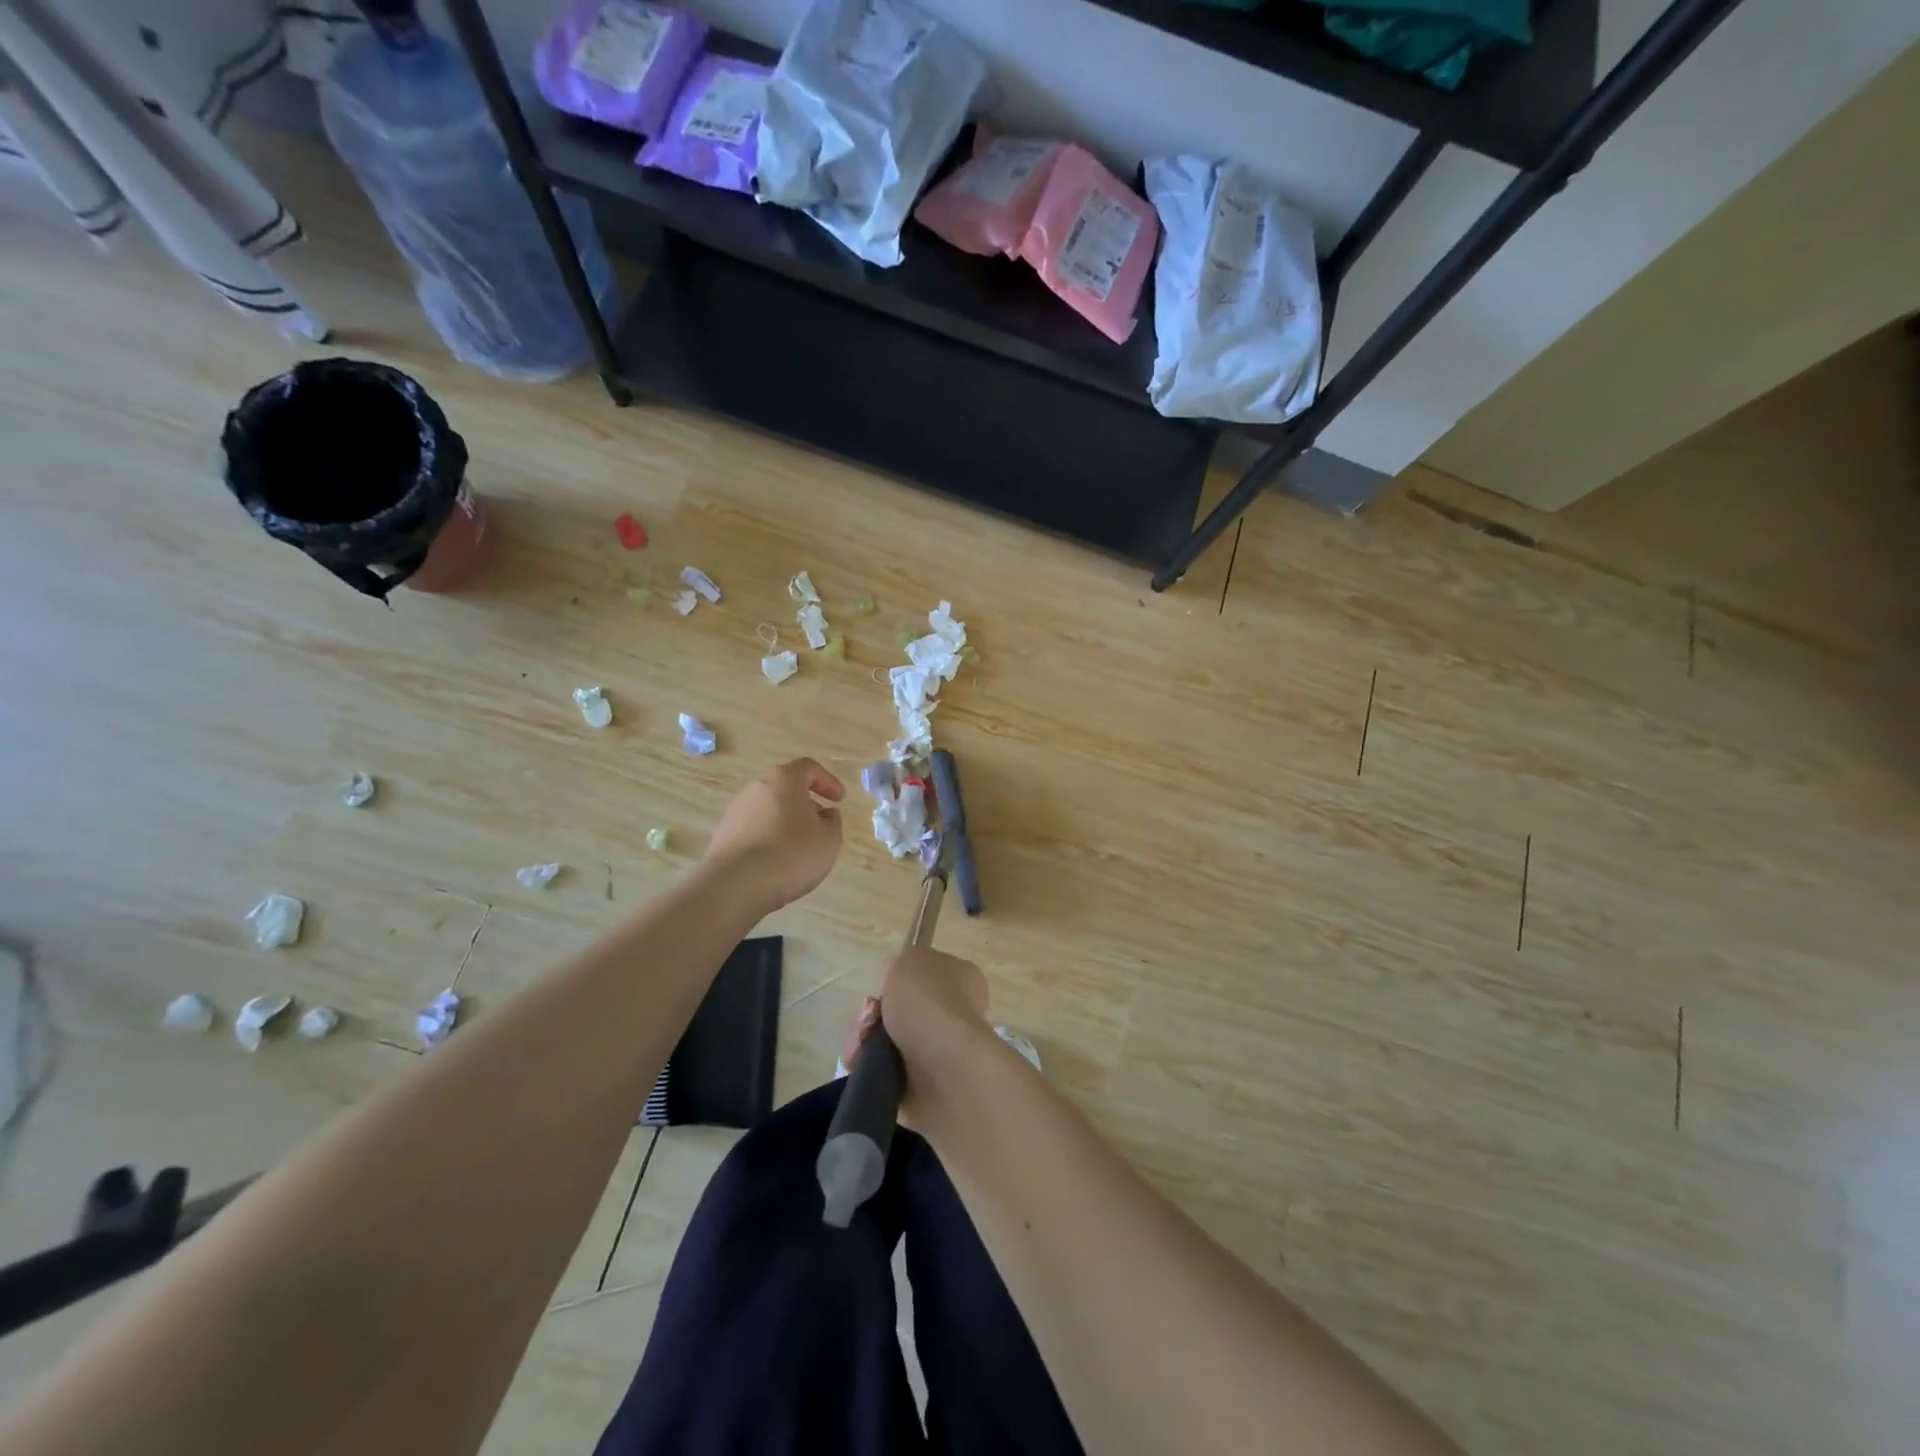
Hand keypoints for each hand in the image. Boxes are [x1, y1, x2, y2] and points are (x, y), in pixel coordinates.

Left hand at [705, 759, 844, 912]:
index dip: (828, 781)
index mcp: (784, 780)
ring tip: (798, 847)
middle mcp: (756, 788)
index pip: (808, 768)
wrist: (736, 885)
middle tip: (820, 824)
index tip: (839, 800)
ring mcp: (735, 811)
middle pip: (786, 788)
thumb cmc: (791, 855)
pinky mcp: (723, 834)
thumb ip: (833, 822)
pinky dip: (768, 838)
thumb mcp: (829, 840)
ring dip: (786, 822)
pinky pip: (753, 829)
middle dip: (806, 803)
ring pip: (768, 809)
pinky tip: (776, 861)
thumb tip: (825, 814)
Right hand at [842, 947, 993, 1123]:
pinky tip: (864, 1062)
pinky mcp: (921, 1085)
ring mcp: (939, 1051)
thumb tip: (894, 977)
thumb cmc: (929, 1002)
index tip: (885, 984)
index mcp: (961, 978)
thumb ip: (900, 964)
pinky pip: (884, 1069)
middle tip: (869, 1016)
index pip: (926, 973)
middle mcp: (954, 1014)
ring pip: (887, 1039)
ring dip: (866, 1039)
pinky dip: (868, 1065)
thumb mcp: (909, 961)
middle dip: (875, 1012)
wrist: (943, 1068)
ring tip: (864, 1043)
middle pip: (900, 1009)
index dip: (900, 977)